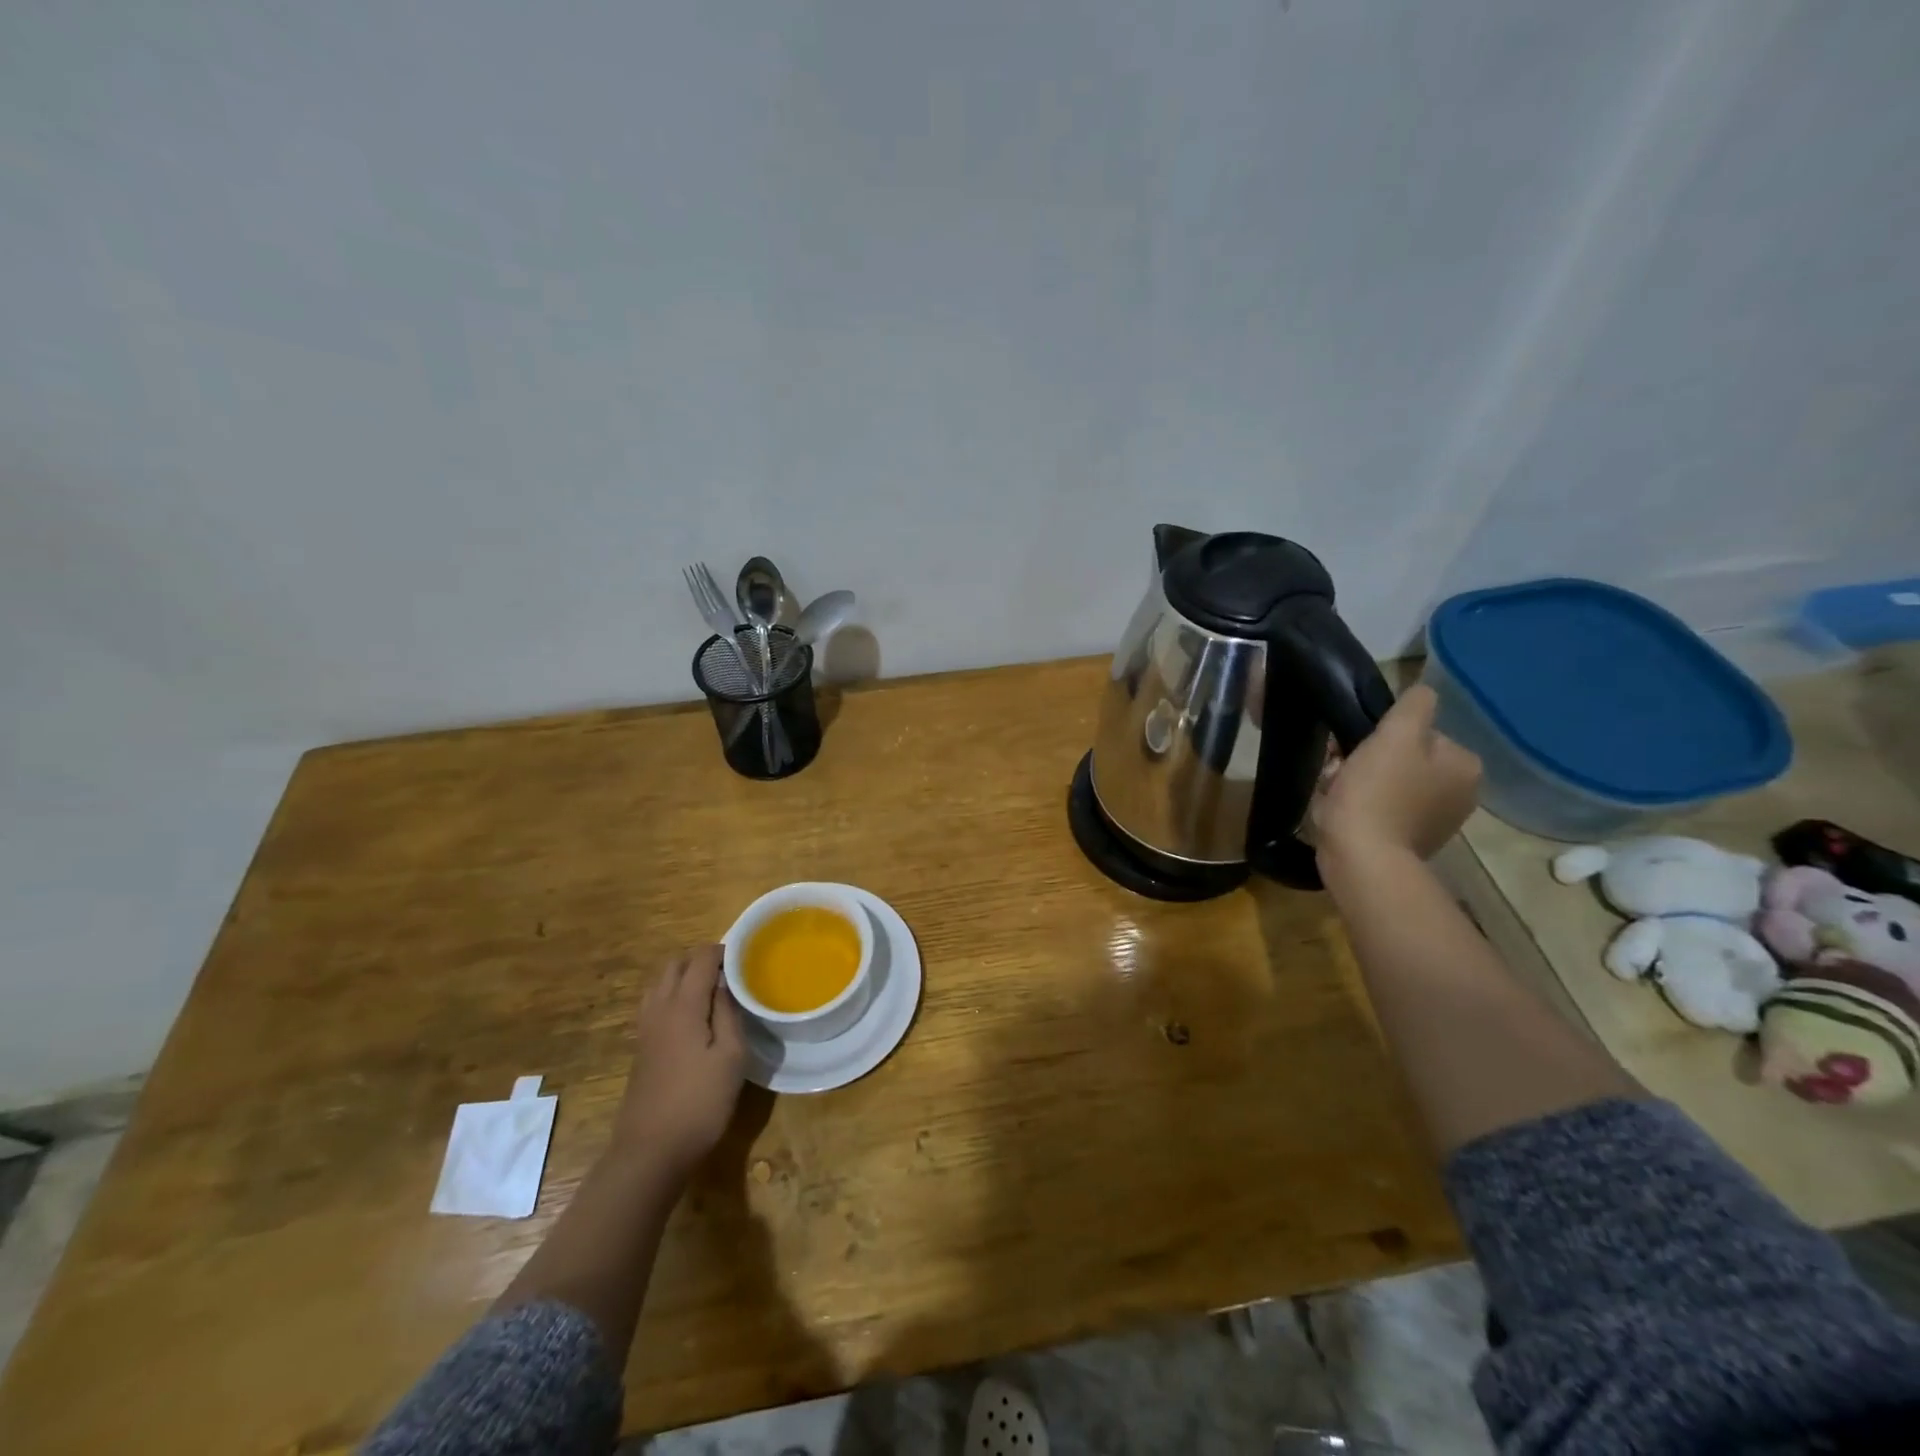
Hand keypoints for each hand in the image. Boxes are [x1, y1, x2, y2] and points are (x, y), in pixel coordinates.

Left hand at [611, 945, 747, 1182]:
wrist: (650, 1152)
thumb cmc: (700, 1102)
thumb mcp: (731, 1056)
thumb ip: (728, 1013)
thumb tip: (725, 984)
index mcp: (683, 1006)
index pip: (700, 959)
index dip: (722, 951)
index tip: (745, 957)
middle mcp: (658, 1009)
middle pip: (674, 965)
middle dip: (700, 959)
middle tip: (730, 973)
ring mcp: (645, 1029)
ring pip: (660, 983)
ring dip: (684, 977)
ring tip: (712, 992)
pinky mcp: (641, 1048)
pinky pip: (655, 1004)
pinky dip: (673, 995)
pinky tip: (693, 1018)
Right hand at [1311, 684, 1481, 861]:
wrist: (1361, 857)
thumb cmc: (1377, 792)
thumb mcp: (1395, 735)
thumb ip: (1414, 706)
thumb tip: (1424, 692)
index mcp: (1465, 766)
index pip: (1420, 733)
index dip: (1384, 736)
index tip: (1357, 748)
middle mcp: (1461, 794)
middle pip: (1405, 759)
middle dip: (1370, 761)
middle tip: (1341, 770)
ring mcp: (1436, 822)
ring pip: (1390, 783)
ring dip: (1361, 782)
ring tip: (1337, 793)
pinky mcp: (1409, 842)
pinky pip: (1382, 810)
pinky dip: (1362, 807)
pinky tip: (1343, 812)